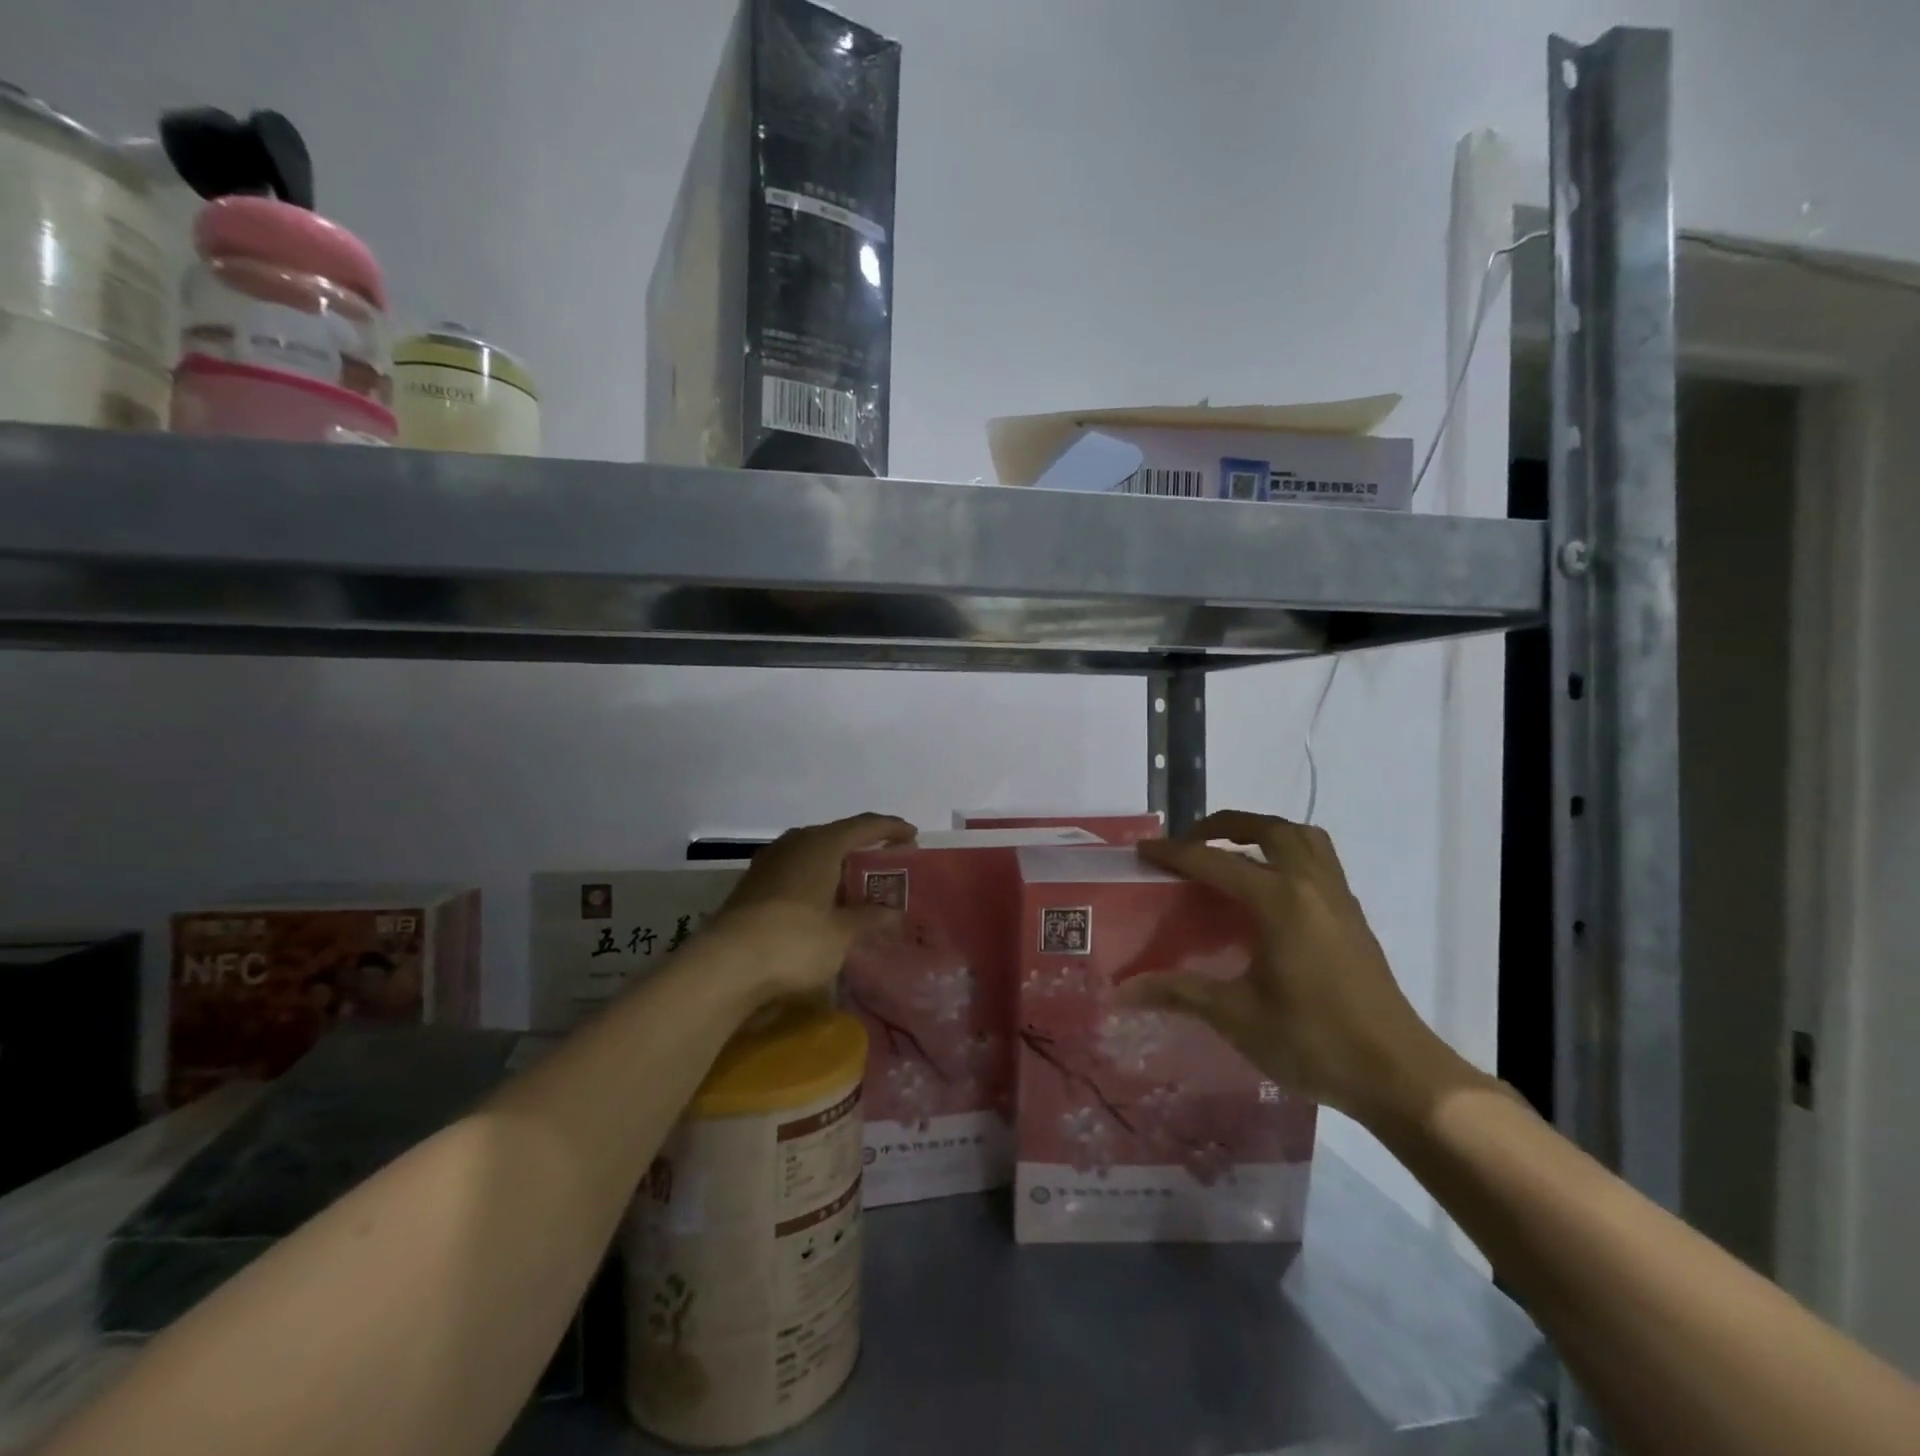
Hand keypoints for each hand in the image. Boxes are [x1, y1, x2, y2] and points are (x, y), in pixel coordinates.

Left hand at [703, 812, 914, 1000]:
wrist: (723, 966)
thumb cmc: (794, 941)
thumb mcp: (842, 934)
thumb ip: (870, 918)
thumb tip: (894, 913)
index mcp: (821, 844)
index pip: (865, 825)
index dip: (891, 829)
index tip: (912, 836)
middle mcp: (794, 843)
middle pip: (837, 836)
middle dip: (863, 847)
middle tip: (887, 863)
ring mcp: (768, 863)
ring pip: (812, 853)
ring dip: (836, 865)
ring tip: (855, 884)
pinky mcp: (752, 886)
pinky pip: (795, 871)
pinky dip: (815, 880)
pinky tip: (821, 903)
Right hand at [1122, 810, 1477, 1127]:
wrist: (1400, 1076)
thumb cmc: (1314, 1041)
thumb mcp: (1237, 1017)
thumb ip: (1179, 992)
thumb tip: (1122, 991)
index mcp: (1279, 901)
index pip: (1215, 862)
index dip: (1174, 854)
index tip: (1143, 850)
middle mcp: (1310, 885)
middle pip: (1267, 829)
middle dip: (1224, 826)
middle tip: (1191, 842)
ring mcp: (1338, 898)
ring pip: (1302, 837)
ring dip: (1263, 832)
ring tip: (1233, 853)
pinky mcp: (1353, 916)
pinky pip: (1319, 860)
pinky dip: (1288, 853)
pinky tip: (1269, 890)